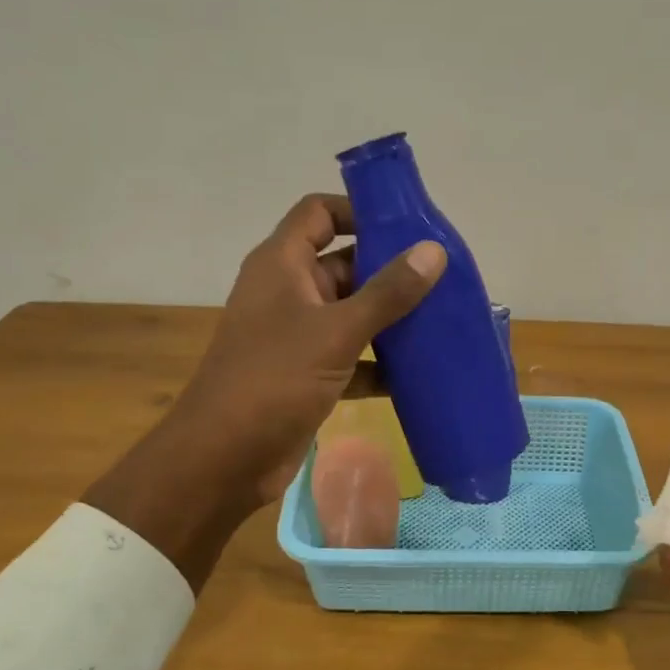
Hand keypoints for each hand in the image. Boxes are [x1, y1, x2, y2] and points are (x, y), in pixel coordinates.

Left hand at [169, 193, 445, 503]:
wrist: (225, 458)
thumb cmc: (274, 380)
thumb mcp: (336, 331)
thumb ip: (387, 292)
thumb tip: (433, 251)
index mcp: (282, 265)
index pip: (319, 213)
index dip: (359, 211)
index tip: (408, 225)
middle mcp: (288, 293)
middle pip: (344, 264)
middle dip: (390, 269)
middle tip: (444, 277)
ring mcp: (298, 336)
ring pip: (352, 314)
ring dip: (391, 319)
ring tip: (444, 320)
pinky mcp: (309, 375)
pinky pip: (353, 357)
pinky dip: (381, 363)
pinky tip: (421, 371)